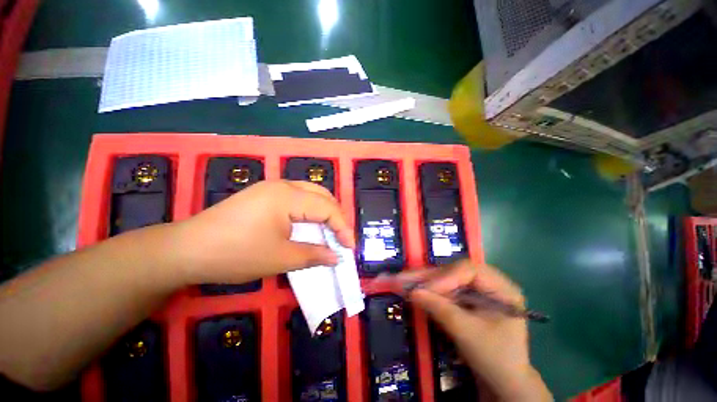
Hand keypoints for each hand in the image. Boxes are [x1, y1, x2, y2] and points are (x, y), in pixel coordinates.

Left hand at [173, 180, 354, 284]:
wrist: (186, 250)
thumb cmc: (235, 253)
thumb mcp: (280, 258)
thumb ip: (314, 255)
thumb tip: (337, 257)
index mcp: (289, 196)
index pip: (327, 208)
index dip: (343, 227)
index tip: (350, 248)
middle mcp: (283, 185)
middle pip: (322, 195)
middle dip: (336, 216)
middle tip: (341, 237)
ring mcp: (272, 188)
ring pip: (310, 194)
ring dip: (324, 212)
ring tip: (329, 232)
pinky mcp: (264, 195)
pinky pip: (297, 198)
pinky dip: (309, 212)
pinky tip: (308, 225)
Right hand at [395, 261, 550, 400]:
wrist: (503, 381)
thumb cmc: (494, 358)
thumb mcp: (467, 334)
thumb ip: (440, 309)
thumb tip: (412, 292)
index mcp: (501, 288)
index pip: (469, 271)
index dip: (445, 278)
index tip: (425, 290)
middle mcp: (489, 282)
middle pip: (453, 271)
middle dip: (428, 277)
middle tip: (403, 278)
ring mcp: (476, 289)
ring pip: (446, 278)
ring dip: (424, 281)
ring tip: (402, 280)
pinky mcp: (466, 297)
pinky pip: (444, 288)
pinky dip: (428, 290)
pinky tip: (412, 288)